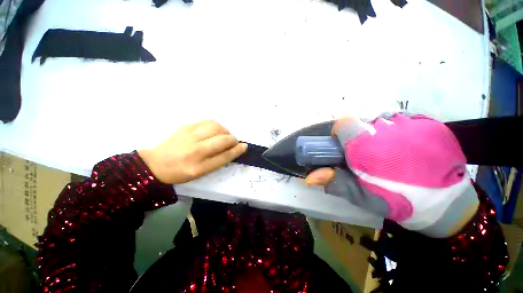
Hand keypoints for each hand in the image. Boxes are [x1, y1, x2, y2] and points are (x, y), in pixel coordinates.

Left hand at [138, 120, 247, 183]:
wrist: (156, 164)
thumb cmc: (182, 172)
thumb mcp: (201, 172)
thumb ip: (219, 160)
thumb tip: (234, 148)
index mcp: (199, 168)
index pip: (225, 156)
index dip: (237, 150)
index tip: (244, 146)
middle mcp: (195, 152)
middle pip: (223, 140)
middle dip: (232, 139)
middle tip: (232, 141)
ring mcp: (189, 137)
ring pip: (217, 128)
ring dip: (225, 131)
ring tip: (223, 135)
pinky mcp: (185, 127)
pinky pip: (208, 121)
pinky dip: (216, 125)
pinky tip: (214, 130)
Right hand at [305, 113, 478, 237]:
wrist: (449, 204)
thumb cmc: (400, 202)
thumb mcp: (362, 196)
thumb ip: (334, 182)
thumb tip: (308, 178)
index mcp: (367, 145)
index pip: (343, 123)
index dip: (340, 133)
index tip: (345, 147)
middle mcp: (387, 127)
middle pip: (362, 122)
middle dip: (359, 136)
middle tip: (367, 155)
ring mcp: (411, 122)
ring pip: (381, 119)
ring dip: (378, 131)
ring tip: (388, 151)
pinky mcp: (429, 122)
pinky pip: (402, 119)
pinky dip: (398, 129)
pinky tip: (406, 147)